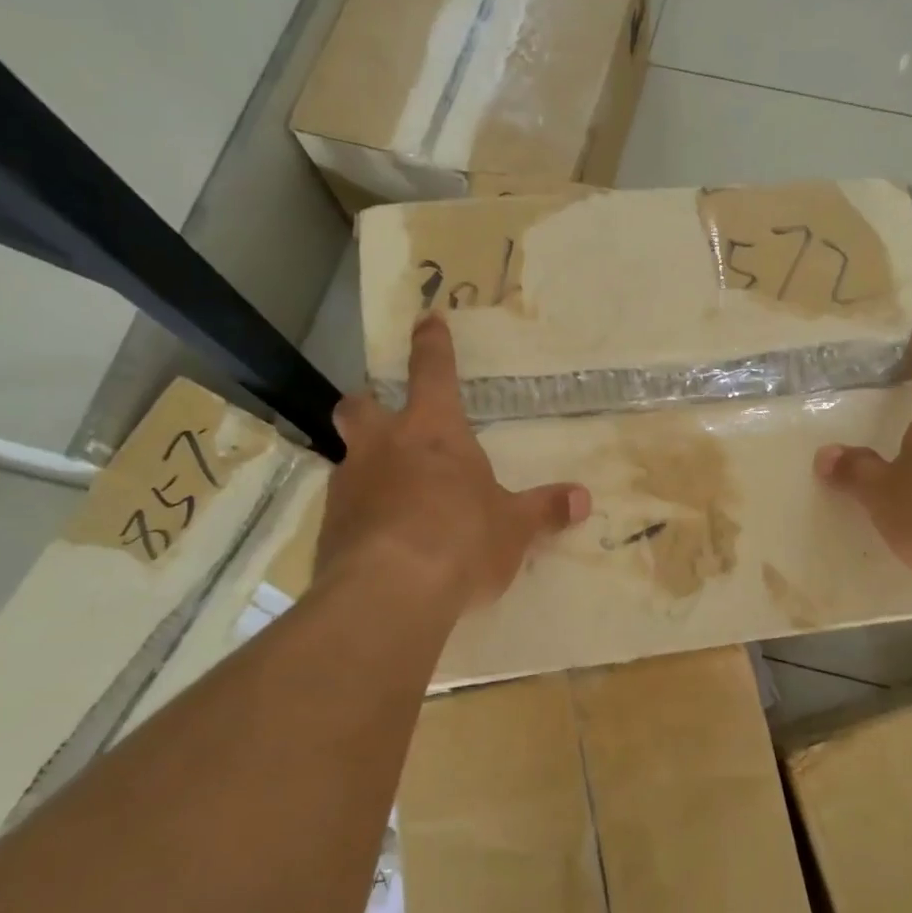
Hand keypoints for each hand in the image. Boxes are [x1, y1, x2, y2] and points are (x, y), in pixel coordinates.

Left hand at [317, 315, 589, 609]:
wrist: (389, 594)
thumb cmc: (462, 540)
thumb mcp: (514, 528)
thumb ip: (545, 510)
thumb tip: (583, 499)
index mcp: (432, 431)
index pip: (433, 371)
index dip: (432, 344)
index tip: (426, 319)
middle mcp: (383, 447)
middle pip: (360, 406)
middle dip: (369, 404)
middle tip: (382, 417)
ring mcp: (349, 486)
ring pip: (348, 458)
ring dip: (366, 466)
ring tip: (391, 496)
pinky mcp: (328, 529)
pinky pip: (344, 509)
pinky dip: (361, 514)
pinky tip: (379, 540)